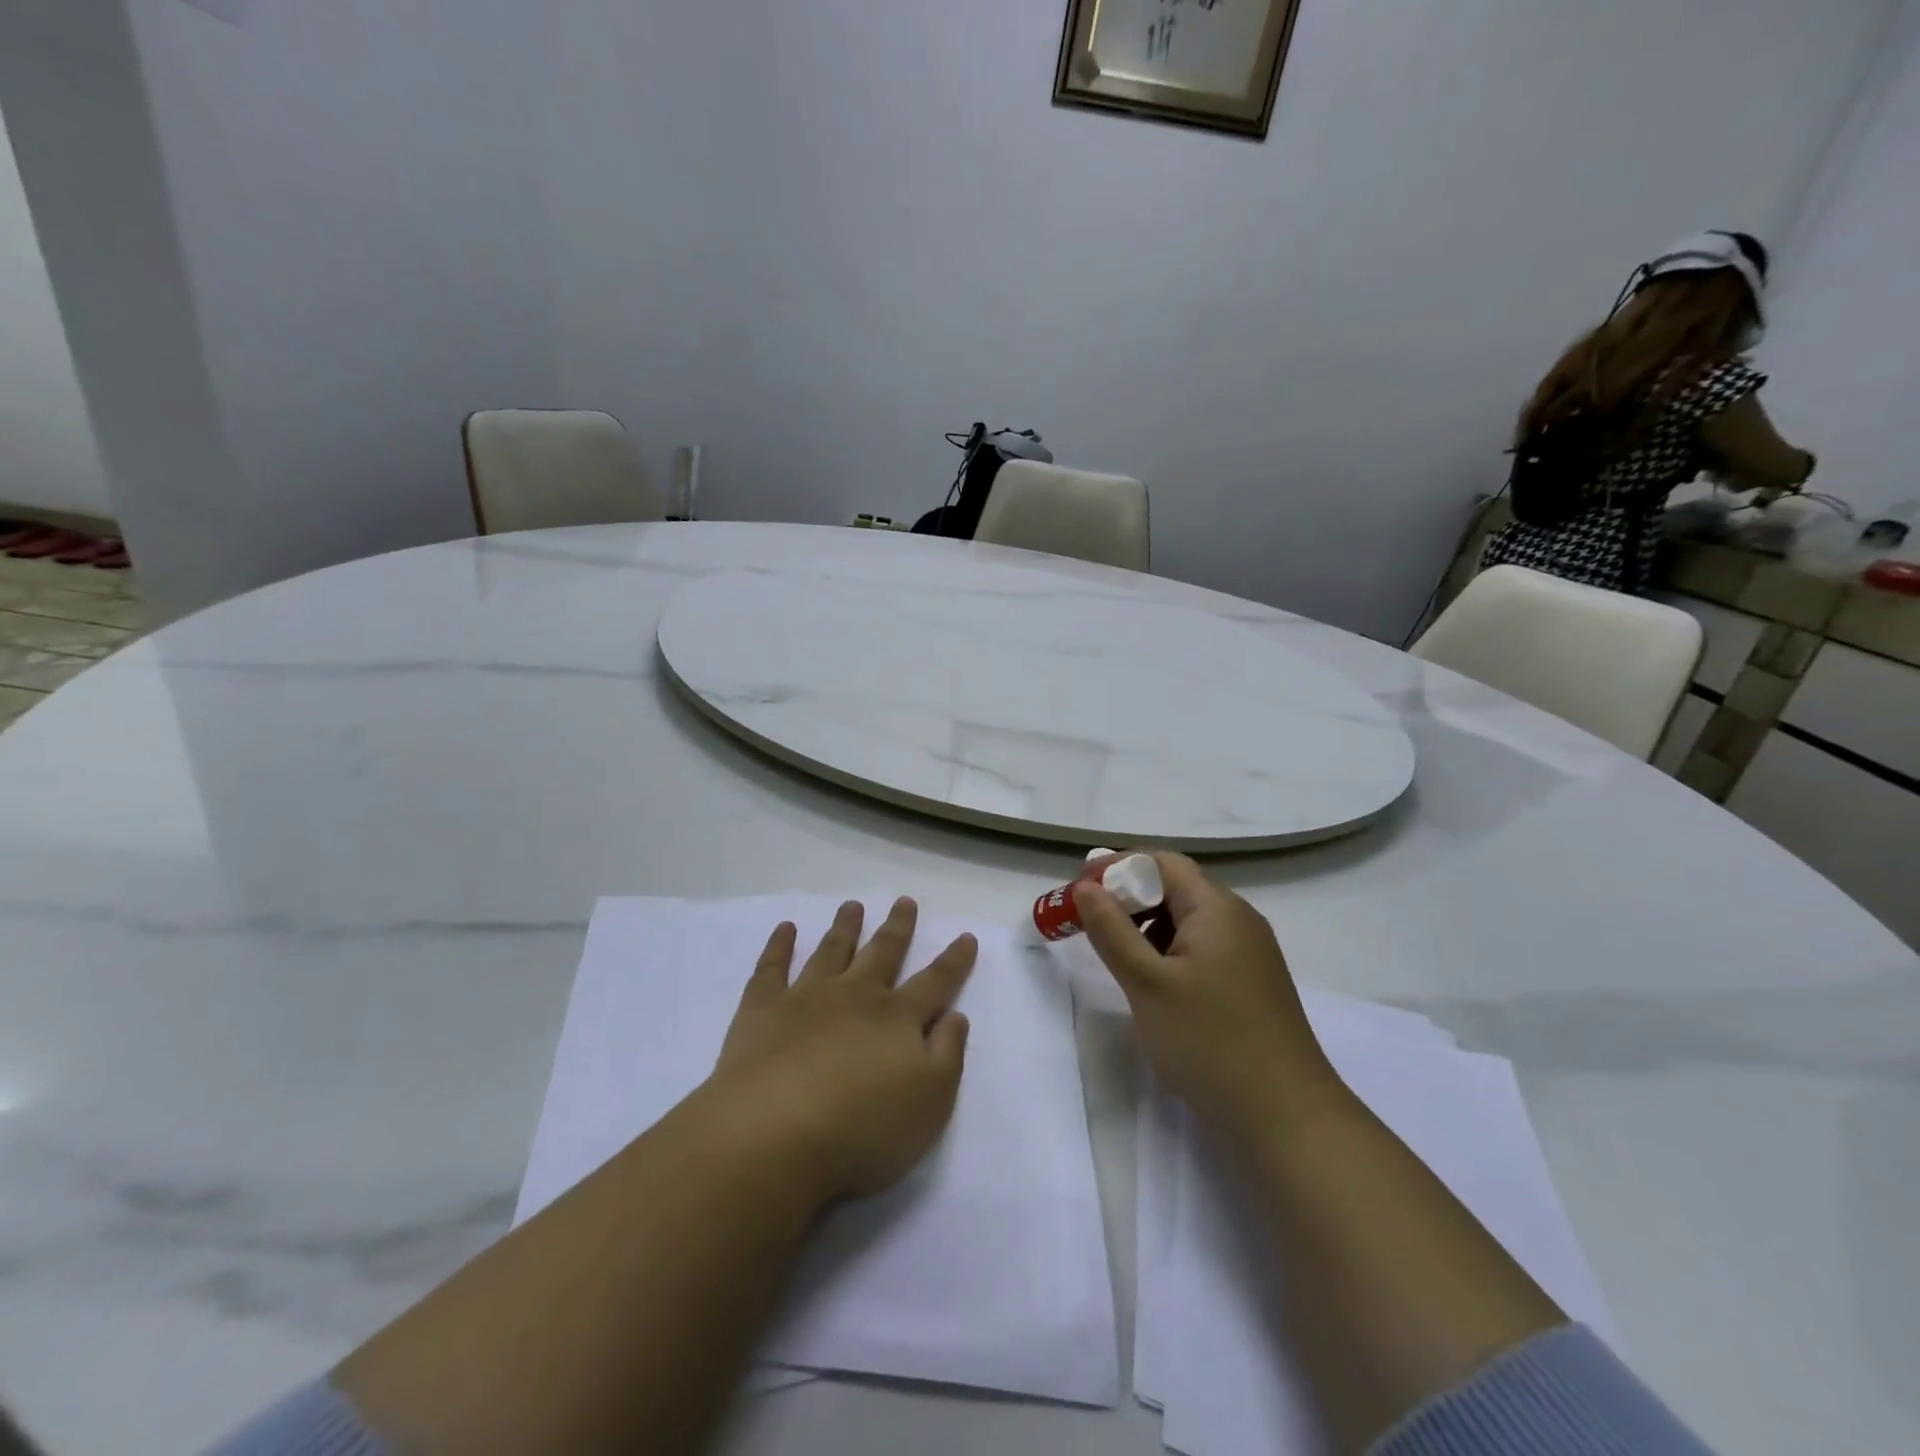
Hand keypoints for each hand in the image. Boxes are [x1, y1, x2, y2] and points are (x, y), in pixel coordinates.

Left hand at [708, 898, 976, 1203]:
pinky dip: (779, 946)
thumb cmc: (862, 1127)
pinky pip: (772, 967)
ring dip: (845, 927)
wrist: (773, 1132)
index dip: (953, 961)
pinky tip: (785, 929)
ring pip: (832, 951)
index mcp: (898, 1018)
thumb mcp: (930, 1102)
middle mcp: (856, 996)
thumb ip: (947, 1054)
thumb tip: (956, 1015)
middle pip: (882, 953)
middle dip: (897, 927)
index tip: (965, 936)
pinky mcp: (762, 1009)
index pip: (935, 982)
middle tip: (904, 901)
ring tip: (852, 905)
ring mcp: (806, 997)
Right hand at [1076, 854, 1339, 1143]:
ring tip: (1115, 957)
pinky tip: (1153, 984)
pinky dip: (1169, 952)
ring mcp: (1249, 953)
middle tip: (1088, 925)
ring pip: (1188, 921)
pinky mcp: (1251, 983)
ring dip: (1147, 927)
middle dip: (1128, 899)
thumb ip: (1112, 930)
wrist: (1288, 1120)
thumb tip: (1085, 887)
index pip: (1162, 862)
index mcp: (1217, 908)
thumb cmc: (1210, 1042)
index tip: (1078, 892)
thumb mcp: (1147, 983)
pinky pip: (1202, 949)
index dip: (1117, 868)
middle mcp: (1238, 920)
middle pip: (1176, 888)